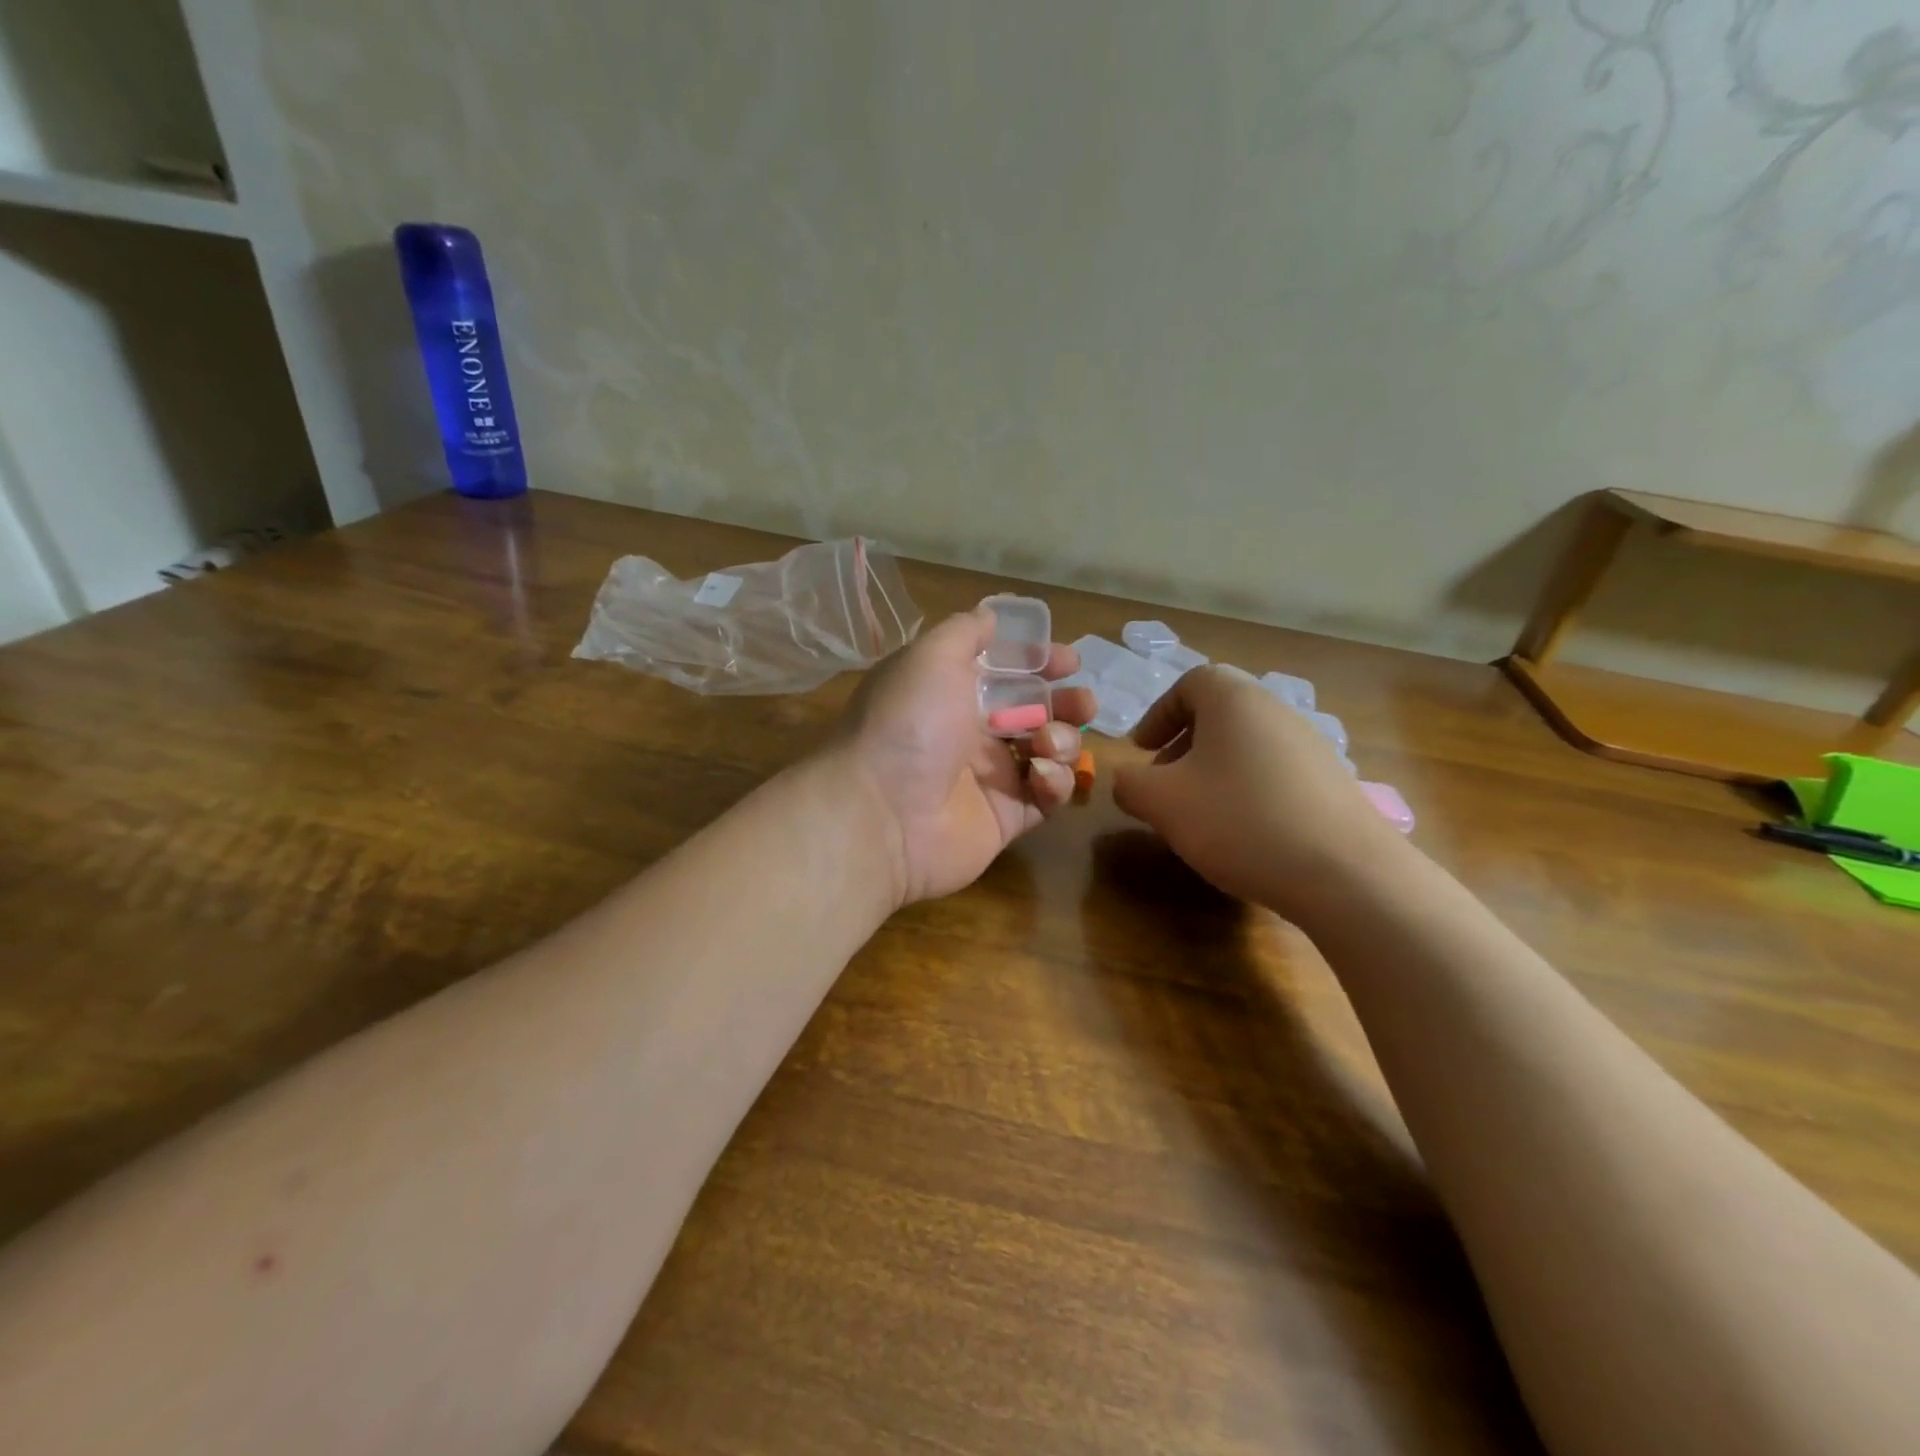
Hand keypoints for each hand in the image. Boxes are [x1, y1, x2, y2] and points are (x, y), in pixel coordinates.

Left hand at [831, 606, 1093, 906]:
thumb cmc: (908, 724)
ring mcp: (991, 777)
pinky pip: (1047, 797)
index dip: (1040, 663)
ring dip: (1062, 740)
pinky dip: (1054, 782)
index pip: (1007, 672)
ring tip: (1047, 741)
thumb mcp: (930, 657)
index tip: (1068, 661)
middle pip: (1036, 711)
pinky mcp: (1007, 818)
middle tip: (1081, 704)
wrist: (882, 814)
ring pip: (1048, 752)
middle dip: (1066, 703)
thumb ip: (966, 631)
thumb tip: (991, 613)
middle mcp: (972, 732)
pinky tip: (1039, 775)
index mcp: (952, 692)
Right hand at [1111, 667, 1406, 916]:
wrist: (1346, 874)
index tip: (1140, 751)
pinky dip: (1247, 793)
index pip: (1190, 683)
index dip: (1158, 714)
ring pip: (1246, 747)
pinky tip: (1243, 836)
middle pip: (1219, 715)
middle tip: (1164, 786)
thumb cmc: (1240, 820)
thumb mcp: (1163, 803)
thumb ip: (1130, 784)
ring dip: (1213, 773)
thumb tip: (1127, 781)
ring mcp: (1312, 747)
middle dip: (1182, 747)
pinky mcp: (1333, 784)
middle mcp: (1277, 711)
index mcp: (1234, 700)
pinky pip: (1275, 775)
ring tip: (1199, 816)